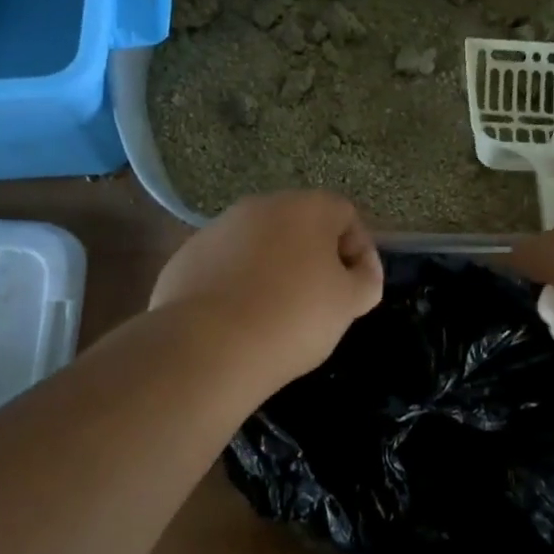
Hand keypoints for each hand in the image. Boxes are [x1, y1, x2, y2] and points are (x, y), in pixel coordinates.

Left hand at [151, 191, 383, 387]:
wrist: (209, 347)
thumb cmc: (293, 319)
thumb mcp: (348, 304)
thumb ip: (366, 279)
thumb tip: (360, 270)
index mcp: (306, 208)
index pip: (345, 214)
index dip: (357, 250)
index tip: (355, 287)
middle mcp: (261, 206)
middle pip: (299, 224)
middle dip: (313, 256)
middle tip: (319, 299)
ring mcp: (218, 228)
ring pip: (260, 243)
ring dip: (274, 267)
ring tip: (275, 312)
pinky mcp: (187, 255)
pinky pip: (225, 264)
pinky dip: (237, 282)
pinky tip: (239, 317)